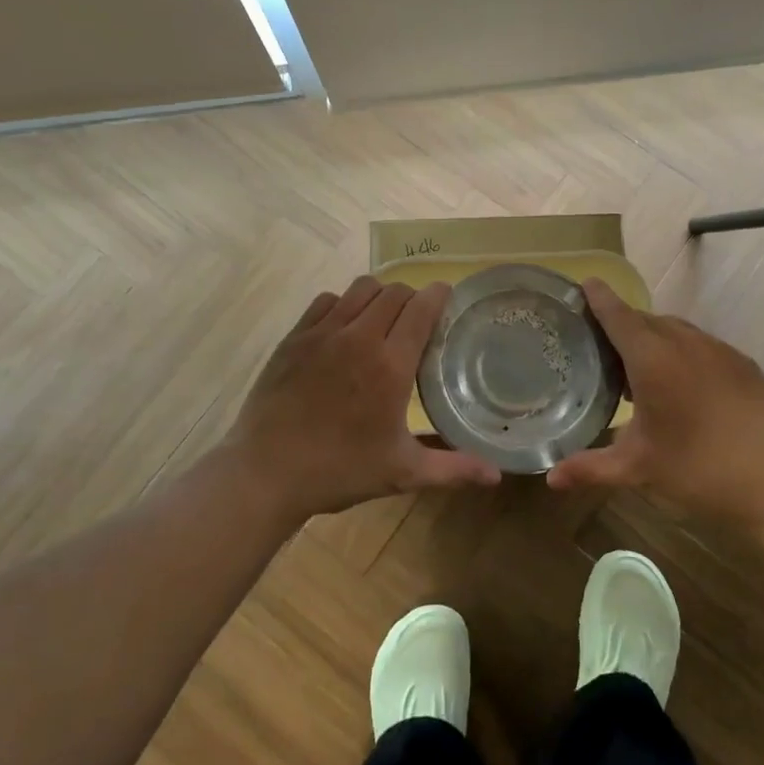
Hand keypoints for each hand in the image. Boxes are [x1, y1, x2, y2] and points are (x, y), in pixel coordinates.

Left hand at [219, 276, 501, 523]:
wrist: (266, 473)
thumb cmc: (340, 471)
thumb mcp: (403, 472)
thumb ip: (453, 468)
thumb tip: (497, 476)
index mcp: (391, 365)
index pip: (422, 308)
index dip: (438, 295)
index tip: (446, 298)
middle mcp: (360, 337)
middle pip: (394, 292)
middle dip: (412, 297)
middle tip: (416, 319)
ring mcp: (323, 333)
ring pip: (360, 288)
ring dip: (378, 296)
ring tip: (381, 318)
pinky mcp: (295, 336)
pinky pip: (326, 300)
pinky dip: (342, 305)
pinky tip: (343, 328)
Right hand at [547, 280, 763, 526]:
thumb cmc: (699, 470)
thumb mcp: (639, 468)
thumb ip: (591, 467)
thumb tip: (551, 477)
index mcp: (653, 358)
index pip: (618, 315)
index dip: (599, 298)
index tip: (586, 283)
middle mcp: (685, 342)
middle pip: (645, 320)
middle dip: (622, 324)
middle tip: (602, 345)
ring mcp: (719, 350)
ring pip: (676, 330)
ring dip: (654, 339)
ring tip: (641, 368)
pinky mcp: (744, 364)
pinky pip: (702, 345)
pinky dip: (683, 352)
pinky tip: (684, 385)